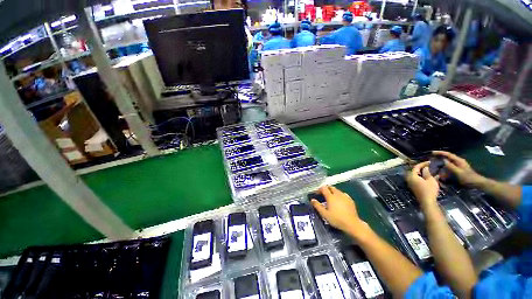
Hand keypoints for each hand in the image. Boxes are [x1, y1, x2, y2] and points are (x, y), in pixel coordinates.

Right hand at [310, 186, 369, 239]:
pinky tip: (339, 201)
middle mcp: (337, 194)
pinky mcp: (350, 200)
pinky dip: (339, 195)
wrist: (352, 224)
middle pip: (331, 187)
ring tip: (331, 198)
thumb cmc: (337, 219)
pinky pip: (343, 194)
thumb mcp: (324, 214)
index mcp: (330, 196)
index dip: (319, 189)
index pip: (323, 188)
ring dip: (333, 192)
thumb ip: (317, 206)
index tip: (317, 193)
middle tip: (323, 194)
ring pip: (337, 190)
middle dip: (326, 189)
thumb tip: (312, 200)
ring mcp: (345, 196)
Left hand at [406, 162, 439, 208]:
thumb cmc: (429, 190)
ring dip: (423, 173)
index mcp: (412, 176)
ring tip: (431, 171)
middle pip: (415, 171)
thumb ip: (427, 173)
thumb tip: (425, 168)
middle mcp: (409, 179)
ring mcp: (411, 183)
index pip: (416, 167)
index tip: (429, 162)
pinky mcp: (414, 187)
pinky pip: (418, 180)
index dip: (422, 164)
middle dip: (422, 168)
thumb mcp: (430, 180)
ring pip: (416, 175)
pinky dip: (423, 177)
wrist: (427, 202)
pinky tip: (430, 177)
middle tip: (429, 166)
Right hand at [433, 151, 484, 186]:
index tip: (432, 152)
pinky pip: (449, 165)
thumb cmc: (467, 178)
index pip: (448, 154)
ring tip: (434, 162)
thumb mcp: (458, 172)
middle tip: (431, 157)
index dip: (440, 153)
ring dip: (441, 160)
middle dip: (440, 156)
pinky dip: (444, 165)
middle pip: (448, 156)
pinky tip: (441, 167)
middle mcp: (458, 161)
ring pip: (448, 160)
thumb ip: (451, 166)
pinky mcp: (458, 168)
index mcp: (458, 160)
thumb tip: (443, 160)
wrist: (477, 183)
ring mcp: (459, 165)